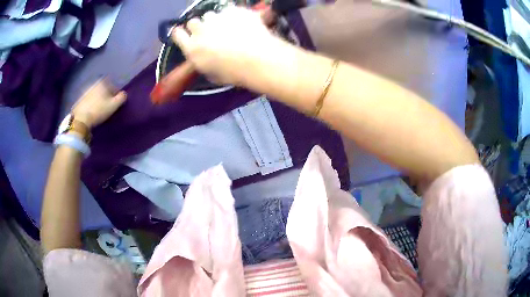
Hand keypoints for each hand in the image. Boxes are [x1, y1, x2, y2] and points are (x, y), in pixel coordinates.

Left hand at [72, 80, 126, 128]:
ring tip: (99, 110)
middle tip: (107, 106)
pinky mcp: (80, 99)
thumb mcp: (114, 105)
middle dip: (105, 96)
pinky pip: (88, 100)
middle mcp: (94, 84)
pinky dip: (91, 104)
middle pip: (103, 89)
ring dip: (98, 100)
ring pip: (95, 94)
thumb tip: (124, 94)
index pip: (112, 85)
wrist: (81, 119)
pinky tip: (92, 112)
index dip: (114, 93)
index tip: (115, 102)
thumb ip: (121, 98)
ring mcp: (85, 91)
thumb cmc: (99, 110)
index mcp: (102, 82)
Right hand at [172, 6, 282, 85]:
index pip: (177, 35)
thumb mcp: (213, 75)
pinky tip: (243, 25)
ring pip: (210, 15)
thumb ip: (203, 62)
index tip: (185, 34)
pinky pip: (229, 11)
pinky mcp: (233, 11)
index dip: (180, 34)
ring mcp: (217, 18)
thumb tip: (205, 58)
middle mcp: (200, 30)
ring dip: (215, 21)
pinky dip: (234, 17)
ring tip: (228, 28)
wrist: (258, 59)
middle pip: (192, 22)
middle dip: (199, 26)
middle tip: (209, 33)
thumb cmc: (235, 73)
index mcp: (192, 49)